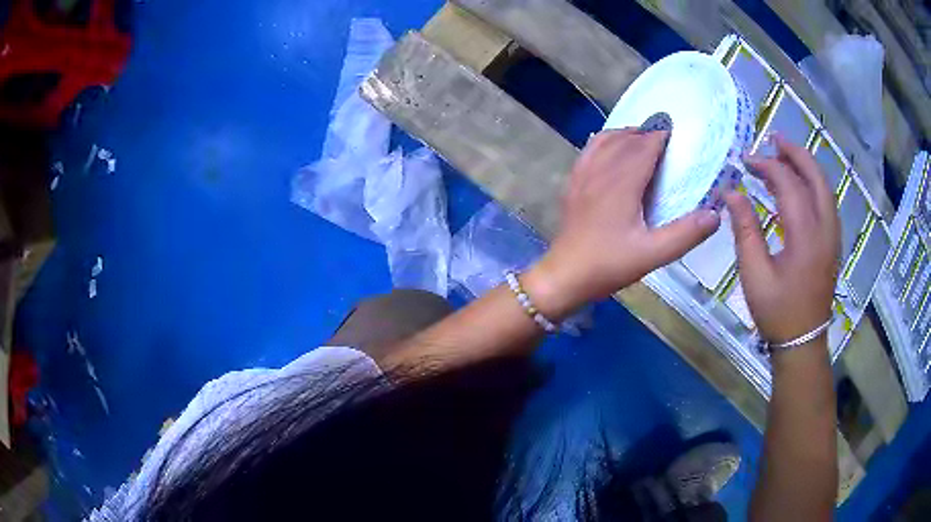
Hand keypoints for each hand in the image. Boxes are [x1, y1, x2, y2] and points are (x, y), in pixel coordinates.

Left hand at [524, 129, 721, 317]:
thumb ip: (685, 234)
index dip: (660, 137)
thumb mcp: (653, 254)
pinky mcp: (572, 185)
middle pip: (625, 141)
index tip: (676, 132)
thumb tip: (715, 214)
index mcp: (622, 184)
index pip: (643, 148)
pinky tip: (608, 149)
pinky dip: (603, 142)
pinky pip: (588, 152)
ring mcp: (582, 176)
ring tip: (640, 137)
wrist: (565, 276)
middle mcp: (601, 172)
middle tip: (664, 135)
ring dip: (624, 134)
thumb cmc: (609, 265)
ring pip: (604, 141)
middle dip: (646, 133)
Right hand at [725, 135, 840, 344]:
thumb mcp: (755, 274)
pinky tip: (799, 185)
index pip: (788, 184)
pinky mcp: (833, 243)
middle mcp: (825, 229)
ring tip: (785, 154)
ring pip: (825, 187)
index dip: (766, 166)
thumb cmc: (777, 311)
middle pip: (816, 176)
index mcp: (806, 236)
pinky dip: (813, 184)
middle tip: (774, 139)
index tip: (745, 162)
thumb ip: (745, 230)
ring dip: (806, 166)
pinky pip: (826, 202)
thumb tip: (732, 193)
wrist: (803, 341)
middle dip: (795, 153)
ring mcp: (833, 236)